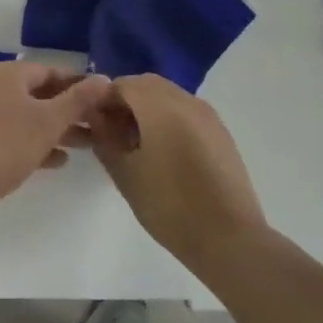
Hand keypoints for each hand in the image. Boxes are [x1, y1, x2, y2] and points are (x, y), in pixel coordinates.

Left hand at [0, 62, 113, 229]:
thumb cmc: (3, 145)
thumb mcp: (48, 121)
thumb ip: (78, 100)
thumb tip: (106, 78)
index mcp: (7, 74)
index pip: (52, 71)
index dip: (79, 84)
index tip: (103, 102)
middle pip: (39, 94)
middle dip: (69, 111)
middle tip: (99, 127)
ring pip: (27, 116)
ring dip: (55, 130)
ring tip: (86, 146)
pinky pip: (12, 135)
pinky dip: (35, 143)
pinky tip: (57, 161)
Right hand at [88, 74, 266, 273]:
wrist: (230, 239)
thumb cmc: (170, 206)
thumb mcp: (126, 175)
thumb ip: (105, 139)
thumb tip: (96, 118)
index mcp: (159, 105)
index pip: (122, 84)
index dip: (103, 100)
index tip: (93, 124)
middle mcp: (186, 100)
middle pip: (147, 84)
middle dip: (126, 101)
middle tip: (112, 132)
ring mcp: (208, 115)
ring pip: (169, 96)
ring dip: (148, 108)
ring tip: (136, 144)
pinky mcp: (221, 132)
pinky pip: (187, 111)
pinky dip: (169, 118)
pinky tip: (164, 152)